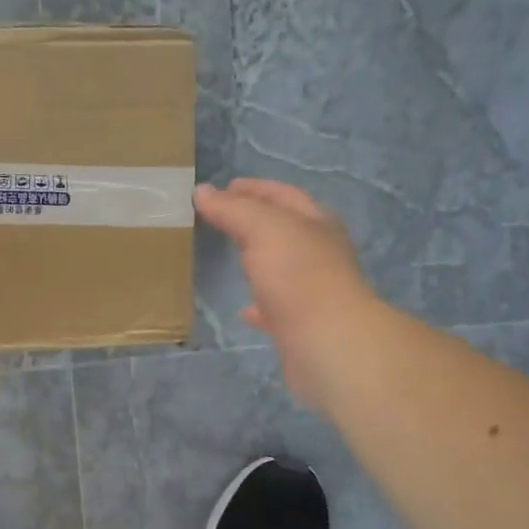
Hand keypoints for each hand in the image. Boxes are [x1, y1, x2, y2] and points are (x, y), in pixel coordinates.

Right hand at [195, 179, 372, 404]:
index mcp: (316, 223)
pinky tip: (243, 310)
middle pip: (286, 230)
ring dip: (259, 260)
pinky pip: (275, 308)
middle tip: (222, 218)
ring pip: (282, 268)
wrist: (327, 341)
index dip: (255, 188)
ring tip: (231, 257)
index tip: (224, 187)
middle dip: (256, 222)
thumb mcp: (263, 228)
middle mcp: (319, 253)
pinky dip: (258, 305)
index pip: (284, 195)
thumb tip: (202, 191)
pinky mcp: (301, 324)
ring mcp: (312, 290)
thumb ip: (233, 209)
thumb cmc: (298, 274)